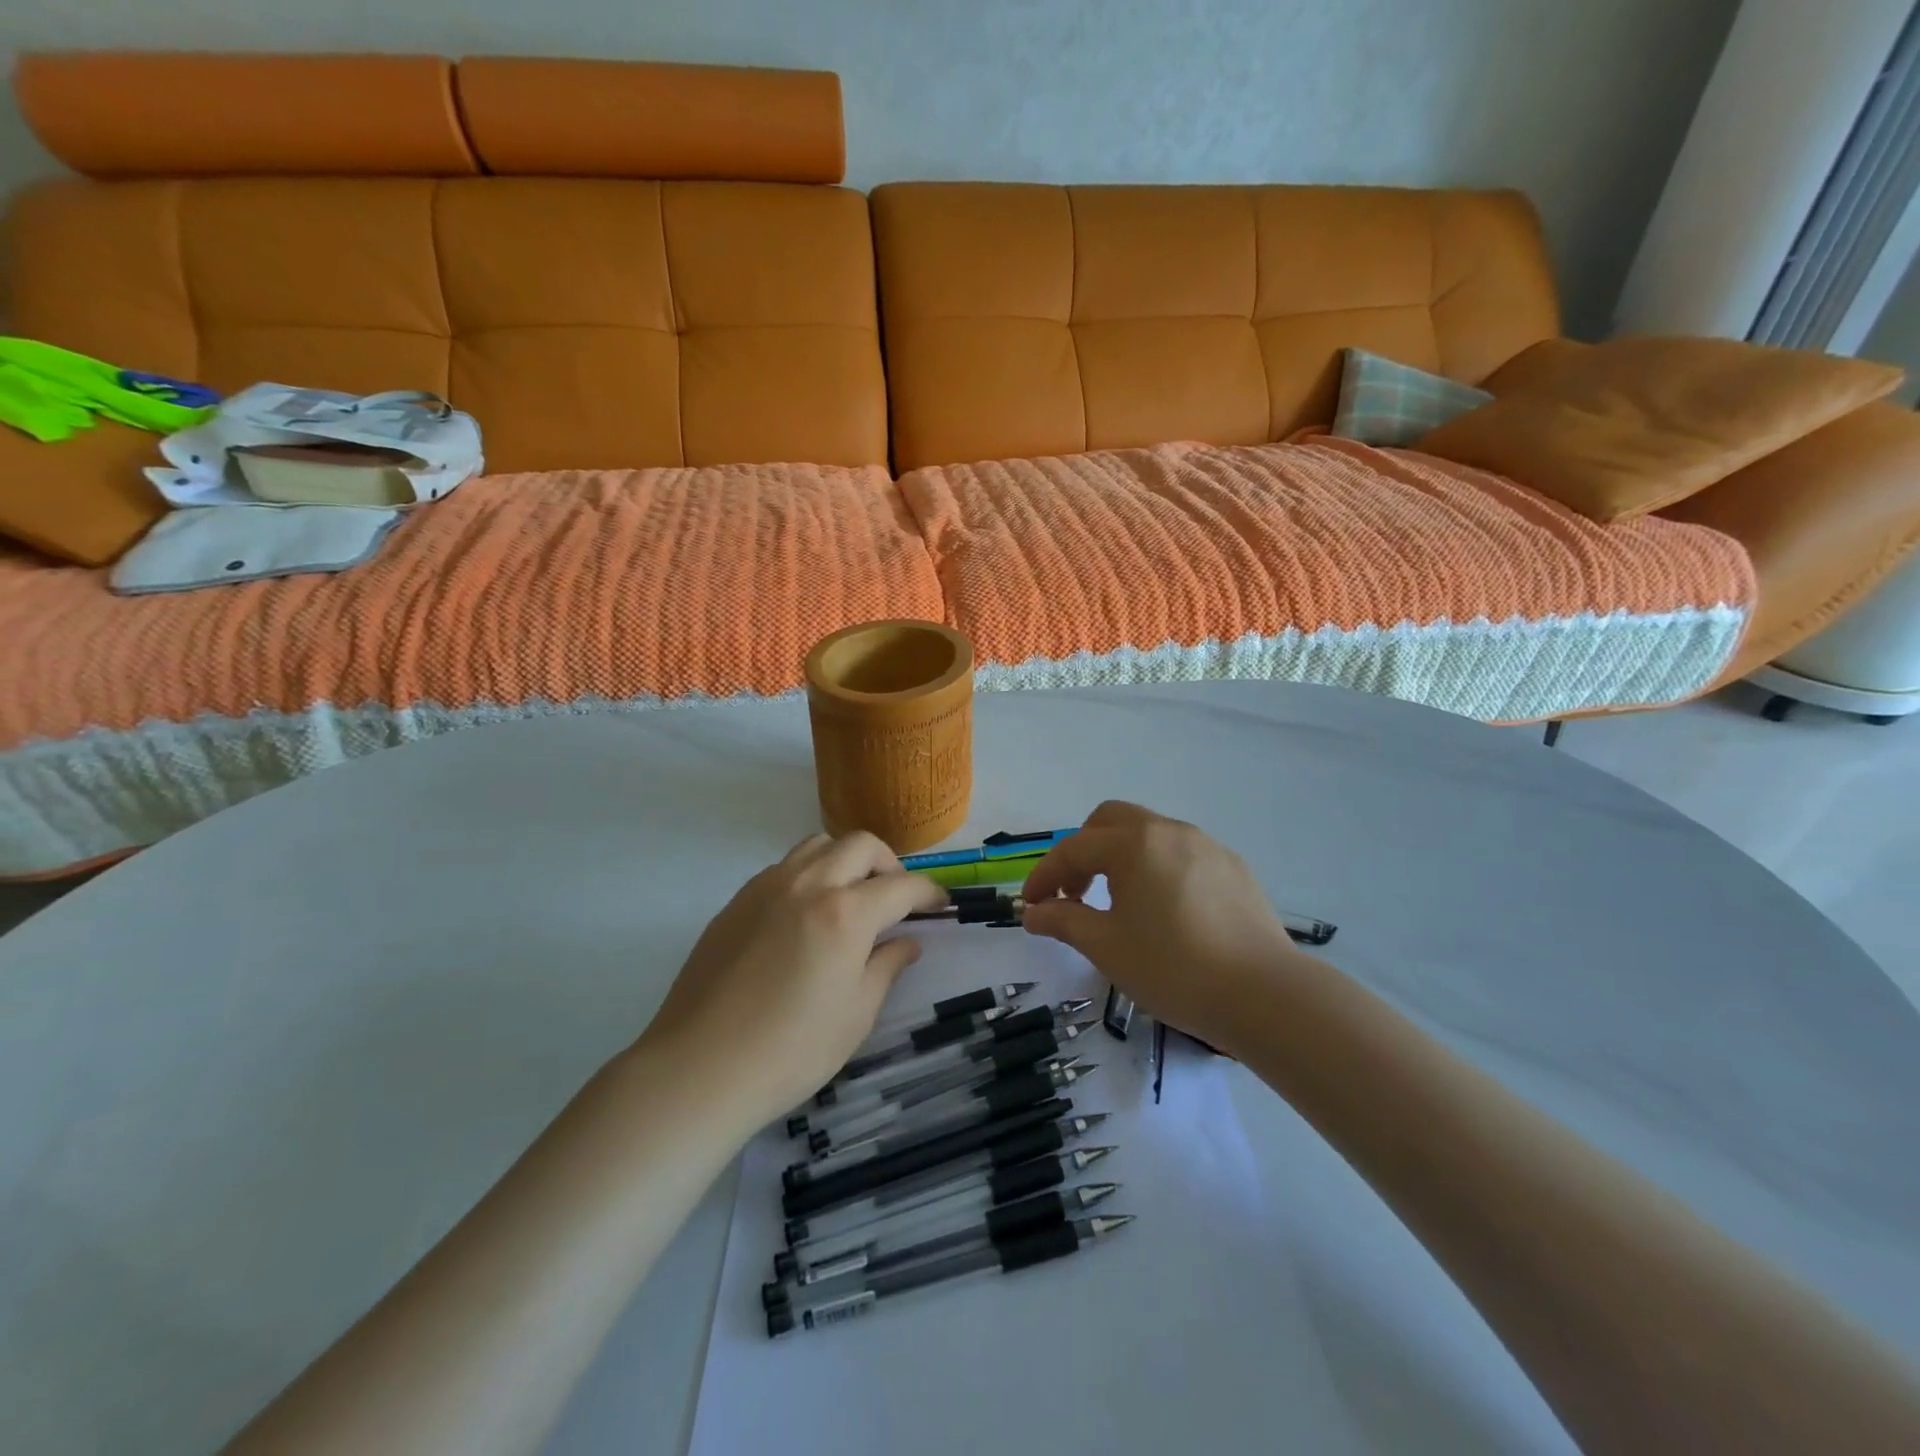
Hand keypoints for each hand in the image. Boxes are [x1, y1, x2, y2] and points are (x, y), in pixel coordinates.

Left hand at [639, 832, 945, 1122]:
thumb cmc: (790, 1050)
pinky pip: (785, 867)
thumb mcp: (856, 1014)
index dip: (929, 892)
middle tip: (895, 900)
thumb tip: (907, 942)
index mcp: (845, 913)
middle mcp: (808, 884)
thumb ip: (887, 966)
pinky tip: (806, 916)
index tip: (940, 905)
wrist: (699, 1068)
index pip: (902, 885)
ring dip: (846, 860)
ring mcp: (767, 887)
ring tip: (850, 899)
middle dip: (889, 865)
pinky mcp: (737, 900)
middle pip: (860, 845)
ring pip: (819, 845)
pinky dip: (810, 875)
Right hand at [1021, 801, 1309, 1055]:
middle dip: (1083, 850)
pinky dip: (1156, 868)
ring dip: (1121, 857)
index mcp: (1134, 844)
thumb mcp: (1106, 947)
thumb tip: (1033, 913)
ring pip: (1149, 833)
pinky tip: (1164, 910)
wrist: (1264, 995)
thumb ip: (1063, 921)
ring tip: (1118, 903)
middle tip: (1074, 892)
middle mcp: (1169, 831)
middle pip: (1111, 820)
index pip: (1074, 849)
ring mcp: (1207, 845)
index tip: (1030, 905)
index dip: (1045, 875)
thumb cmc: (1173, 968)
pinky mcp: (1233, 867)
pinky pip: (1181, 853)